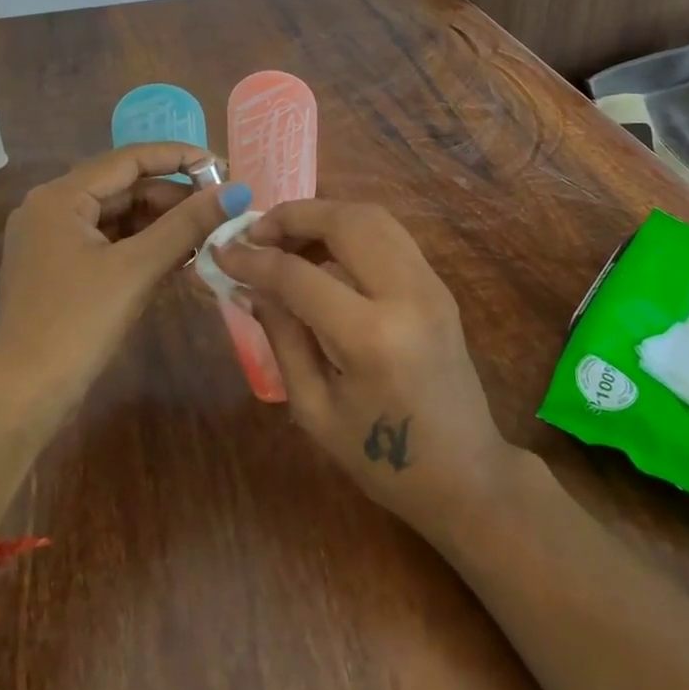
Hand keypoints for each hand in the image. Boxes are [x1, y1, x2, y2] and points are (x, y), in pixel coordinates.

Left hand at [0, 144, 251, 427]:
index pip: (129, 159)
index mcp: (60, 197)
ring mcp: (53, 239)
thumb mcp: (137, 269)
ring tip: (206, 235)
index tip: (221, 166)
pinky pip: (109, 241)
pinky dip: (143, 245)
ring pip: (118, 216)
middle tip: (219, 209)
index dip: (178, 157)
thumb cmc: (77, 324)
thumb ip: (187, 225)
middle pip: (124, 187)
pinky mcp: (60, 267)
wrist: (24, 397)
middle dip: (173, 197)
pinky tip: (179, 256)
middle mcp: (51, 208)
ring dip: (161, 223)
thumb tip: (236, 192)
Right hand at [212, 200, 516, 537]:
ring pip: (372, 217)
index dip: (253, 259)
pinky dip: (350, 229)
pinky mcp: (439, 284)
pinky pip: (389, 235)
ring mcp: (431, 284)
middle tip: (255, 233)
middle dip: (292, 216)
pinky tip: (322, 253)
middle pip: (344, 221)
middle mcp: (406, 295)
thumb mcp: (314, 409)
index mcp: (370, 337)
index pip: (298, 275)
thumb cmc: (382, 461)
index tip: (222, 252)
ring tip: (285, 240)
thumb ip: (281, 337)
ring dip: (323, 216)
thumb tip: (248, 286)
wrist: (466, 474)